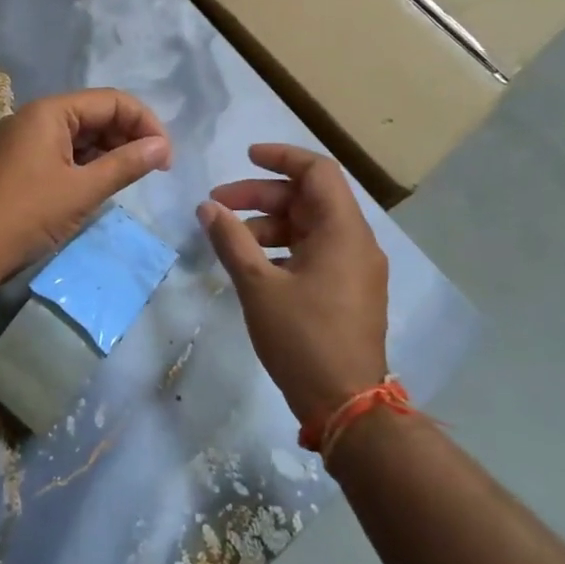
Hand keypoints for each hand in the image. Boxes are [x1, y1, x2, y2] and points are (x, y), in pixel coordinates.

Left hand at [0, 89, 171, 274]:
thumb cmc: (30, 214)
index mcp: (49, 111)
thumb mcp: (84, 189)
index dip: (145, 123)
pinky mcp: (20, 163)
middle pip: (95, 114)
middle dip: (128, 136)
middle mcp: (35, 117)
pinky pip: (63, 152)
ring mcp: (24, 140)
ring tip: (133, 177)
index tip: (166, 156)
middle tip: (155, 168)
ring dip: (110, 151)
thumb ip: (127, 164)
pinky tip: (103, 183)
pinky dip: (87, 163)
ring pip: (80, 135)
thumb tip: (162, 147)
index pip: (111, 101)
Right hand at [198, 144, 389, 429]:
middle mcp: (356, 242)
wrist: (347, 407)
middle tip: (218, 205)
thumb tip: (207, 206)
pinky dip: (284, 248)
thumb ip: (231, 240)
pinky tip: (253, 265)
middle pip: (308, 198)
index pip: (317, 171)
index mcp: (343, 231)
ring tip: (230, 239)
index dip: (281, 157)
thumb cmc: (303, 339)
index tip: (246, 158)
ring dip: (269, 224)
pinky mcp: (350, 291)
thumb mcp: (259, 286)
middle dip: (261, 196)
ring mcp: (356, 269)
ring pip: (310, 226)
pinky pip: (316, 251)